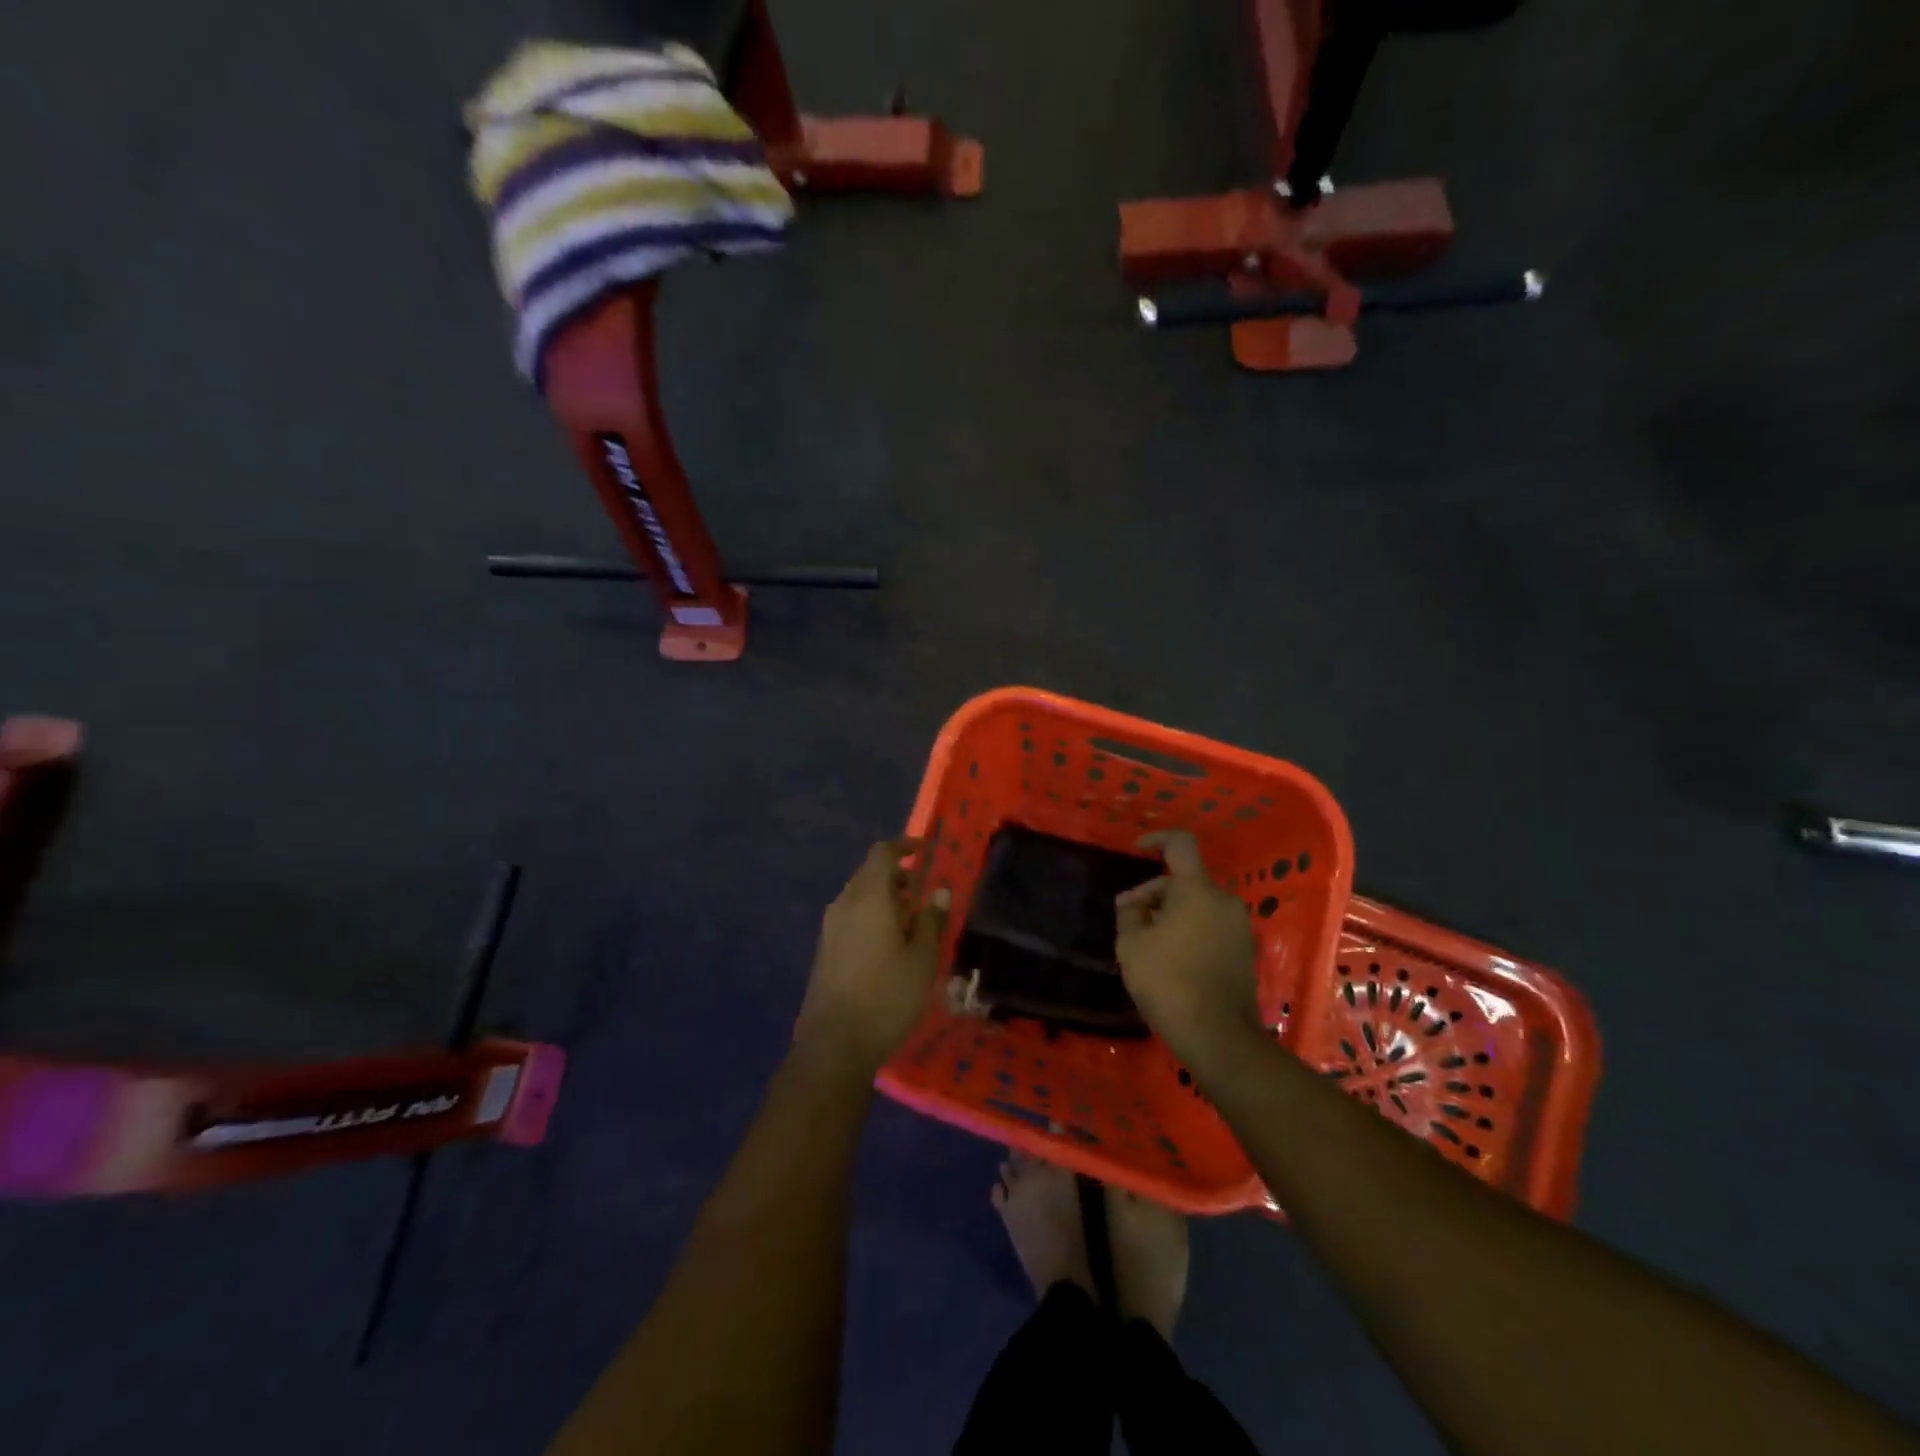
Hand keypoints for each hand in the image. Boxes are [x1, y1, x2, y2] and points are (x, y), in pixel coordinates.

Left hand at [795, 840, 950, 1079]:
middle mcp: (844, 904)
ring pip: (858, 896)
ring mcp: (830, 927)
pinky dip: (871, 915)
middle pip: (868, 873)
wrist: (834, 1044)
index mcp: (869, 898)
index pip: (882, 854)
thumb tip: (939, 891)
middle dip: (895, 874)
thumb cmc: (887, 997)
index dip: (903, 847)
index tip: (924, 851)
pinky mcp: (825, 949)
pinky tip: (889, 942)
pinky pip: (850, 916)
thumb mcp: (922, 959)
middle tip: (922, 889)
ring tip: (910, 918)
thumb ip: (932, 920)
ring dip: (883, 897)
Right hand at [1115, 831, 1263, 1073]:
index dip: (1157, 839)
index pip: (1180, 845)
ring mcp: (1238, 927)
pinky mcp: (1245, 951)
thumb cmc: (1167, 981)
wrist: (1217, 1035)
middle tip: (1128, 918)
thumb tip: (1134, 903)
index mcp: (1197, 890)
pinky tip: (1170, 957)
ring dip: (1170, 913)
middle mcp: (1224, 900)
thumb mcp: (1131, 944)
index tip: (1137, 849)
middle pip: (1185, 881)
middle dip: (1154, 893)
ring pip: (1197, 905)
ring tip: (1145, 941)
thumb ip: (1130, 912)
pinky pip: (1210, 925)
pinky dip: (1189, 930)